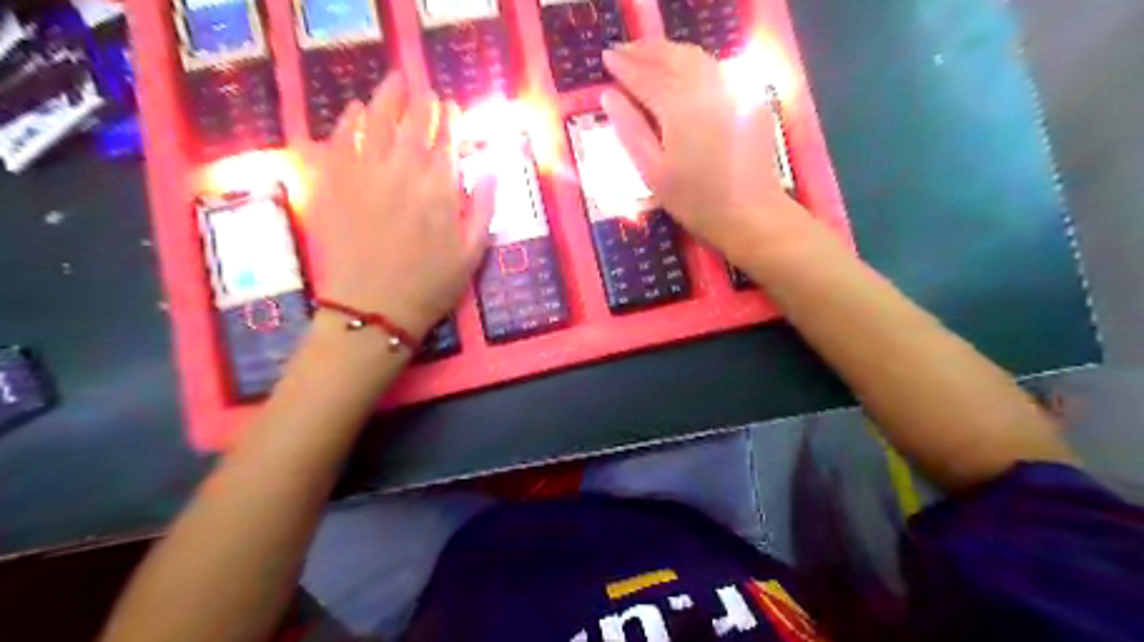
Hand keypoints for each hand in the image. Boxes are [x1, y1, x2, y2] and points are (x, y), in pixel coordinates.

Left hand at [312, 76, 493, 341]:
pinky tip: (356, 111)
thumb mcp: (473, 252)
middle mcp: (403, 170)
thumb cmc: (431, 284)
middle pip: (413, 121)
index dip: (450, 118)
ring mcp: (365, 173)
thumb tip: (493, 168)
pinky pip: (341, 140)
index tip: (452, 108)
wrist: (374, 309)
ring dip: (387, 97)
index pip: (447, 138)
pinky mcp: (335, 183)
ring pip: (376, 120)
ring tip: (394, 83)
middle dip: (421, 101)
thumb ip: (485, 206)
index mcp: (440, 187)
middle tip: (424, 91)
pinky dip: (350, 120)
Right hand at [602, 39, 808, 264]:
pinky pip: (714, 69)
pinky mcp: (747, 98)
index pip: (645, 76)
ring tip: (648, 56)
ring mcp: (731, 90)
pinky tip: (682, 73)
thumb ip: (629, 130)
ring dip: (668, 52)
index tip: (606, 58)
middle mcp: (706, 87)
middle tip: (623, 51)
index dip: (623, 66)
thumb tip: (609, 96)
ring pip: (696, 57)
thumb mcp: (652, 172)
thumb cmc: (695, 200)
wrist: (750, 213)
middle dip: (645, 50)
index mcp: (679, 106)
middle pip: (672, 56)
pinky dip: (692, 62)